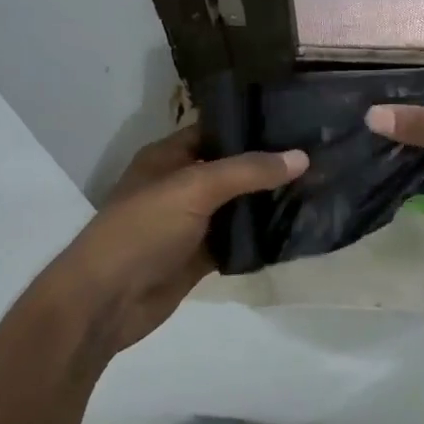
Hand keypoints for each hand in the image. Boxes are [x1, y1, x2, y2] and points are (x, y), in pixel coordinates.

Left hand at [49, 127, 305, 357]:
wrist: (106, 301)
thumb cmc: (142, 230)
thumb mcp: (194, 188)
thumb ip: (247, 171)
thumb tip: (301, 157)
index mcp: (168, 157)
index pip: (216, 131)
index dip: (251, 126)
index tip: (296, 122)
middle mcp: (179, 185)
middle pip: (230, 169)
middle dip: (267, 166)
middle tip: (317, 156)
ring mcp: (189, 223)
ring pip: (236, 206)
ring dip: (267, 202)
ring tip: (316, 188)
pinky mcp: (198, 257)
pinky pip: (235, 241)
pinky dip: (259, 237)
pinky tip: (294, 228)